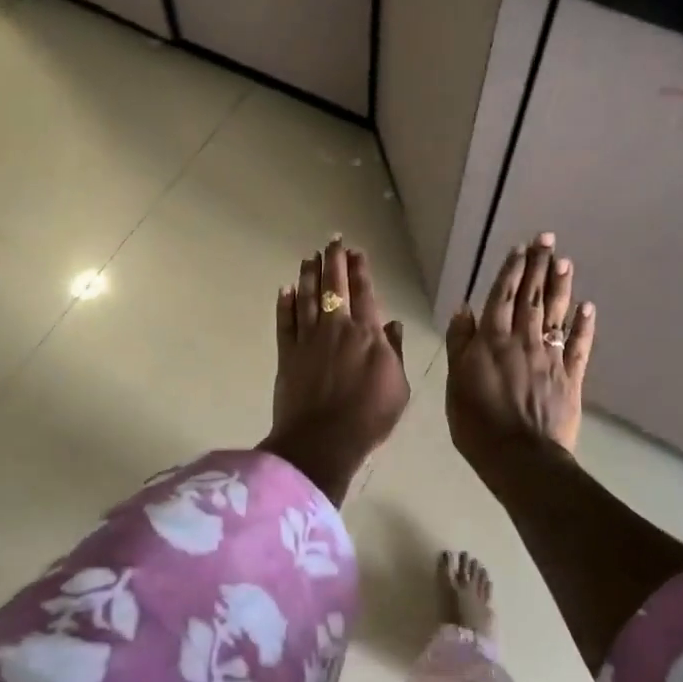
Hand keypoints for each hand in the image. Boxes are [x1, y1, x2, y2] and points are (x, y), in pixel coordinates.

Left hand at [260, 238, 409, 504]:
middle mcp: (336, 328)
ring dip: (308, 274)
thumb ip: (395, 352)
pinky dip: (285, 304)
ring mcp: (308, 339)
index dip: (360, 269)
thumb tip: (393, 324)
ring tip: (308, 256)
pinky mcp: (287, 354)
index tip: (356, 251)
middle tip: (331, 240)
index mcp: (366, 334)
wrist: (322, 440)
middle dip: (333, 261)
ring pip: (307, 298)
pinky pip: (284, 322)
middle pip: (333, 286)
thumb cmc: (369, 417)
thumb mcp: (397, 386)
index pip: (364, 293)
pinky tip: (285, 289)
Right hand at [444, 232, 594, 470]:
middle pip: (532, 297)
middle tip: (547, 239)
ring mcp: (550, 357)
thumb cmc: (477, 423)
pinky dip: (584, 326)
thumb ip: (460, 343)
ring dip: (560, 287)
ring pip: (556, 314)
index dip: (511, 271)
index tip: (520, 248)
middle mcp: (523, 340)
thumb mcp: (455, 382)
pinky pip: (578, 346)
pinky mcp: (570, 378)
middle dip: (539, 266)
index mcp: (492, 340)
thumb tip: (465, 309)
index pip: (503, 297)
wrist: (520, 457)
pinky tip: (588, 308)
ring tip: (565, 261)